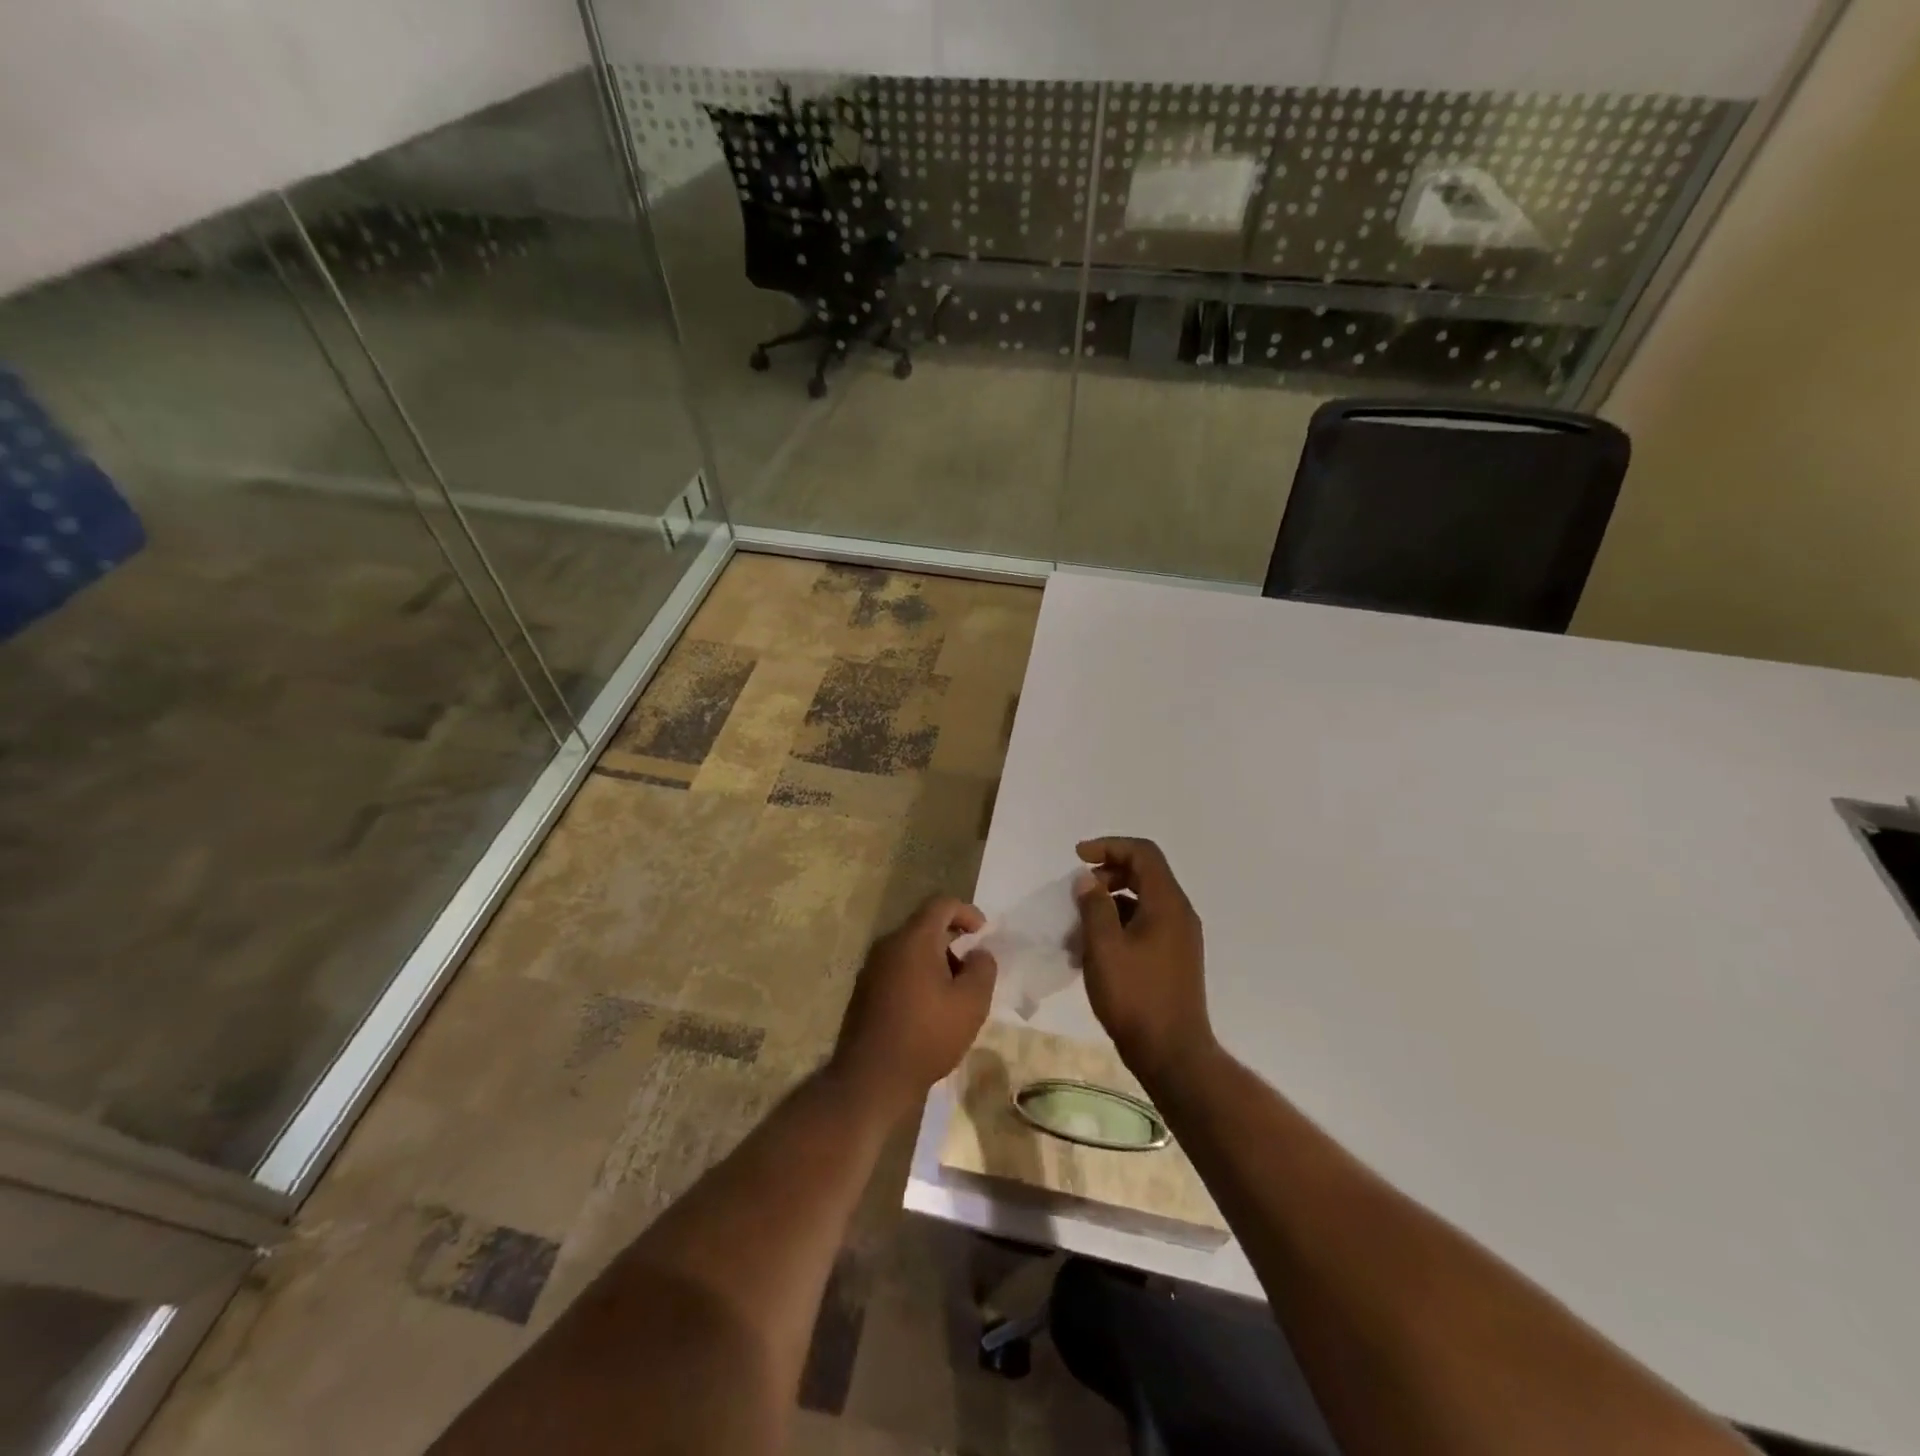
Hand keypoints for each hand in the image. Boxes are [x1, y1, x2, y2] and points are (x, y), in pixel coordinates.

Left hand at [829, 896, 996, 1115]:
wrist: (871, 1078)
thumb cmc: (927, 1035)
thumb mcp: (971, 1003)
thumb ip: (982, 969)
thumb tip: (978, 953)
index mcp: (914, 939)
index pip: (941, 904)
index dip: (967, 912)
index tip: (983, 933)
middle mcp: (888, 945)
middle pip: (924, 926)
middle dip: (953, 940)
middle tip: (972, 967)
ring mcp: (871, 968)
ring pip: (910, 949)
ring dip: (935, 960)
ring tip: (954, 992)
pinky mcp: (864, 991)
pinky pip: (897, 968)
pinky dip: (917, 975)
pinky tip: (929, 1008)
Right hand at [1073, 837, 1215, 1084]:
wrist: (1172, 1055)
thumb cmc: (1135, 997)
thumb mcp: (1104, 947)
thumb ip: (1094, 907)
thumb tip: (1088, 880)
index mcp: (1167, 904)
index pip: (1143, 854)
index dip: (1109, 846)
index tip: (1078, 857)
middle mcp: (1179, 914)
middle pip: (1144, 874)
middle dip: (1107, 875)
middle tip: (1078, 893)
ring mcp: (1179, 938)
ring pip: (1142, 902)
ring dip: (1109, 904)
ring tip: (1078, 928)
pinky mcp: (1173, 959)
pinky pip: (1145, 925)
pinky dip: (1119, 926)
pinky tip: (1094, 951)